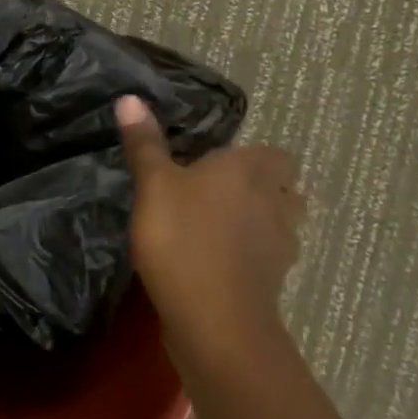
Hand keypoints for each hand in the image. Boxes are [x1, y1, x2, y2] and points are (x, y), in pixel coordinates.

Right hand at [116, 96, 302, 349]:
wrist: (214, 321)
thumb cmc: (182, 238)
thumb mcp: (153, 185)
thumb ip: (144, 144)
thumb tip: (131, 97)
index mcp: (250, 170)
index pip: (277, 155)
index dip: (257, 158)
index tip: (224, 164)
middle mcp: (275, 202)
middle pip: (285, 189)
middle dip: (264, 189)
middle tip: (223, 193)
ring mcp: (280, 247)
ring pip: (282, 226)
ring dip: (262, 224)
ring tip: (223, 228)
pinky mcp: (273, 284)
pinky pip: (269, 260)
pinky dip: (252, 258)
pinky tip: (221, 263)